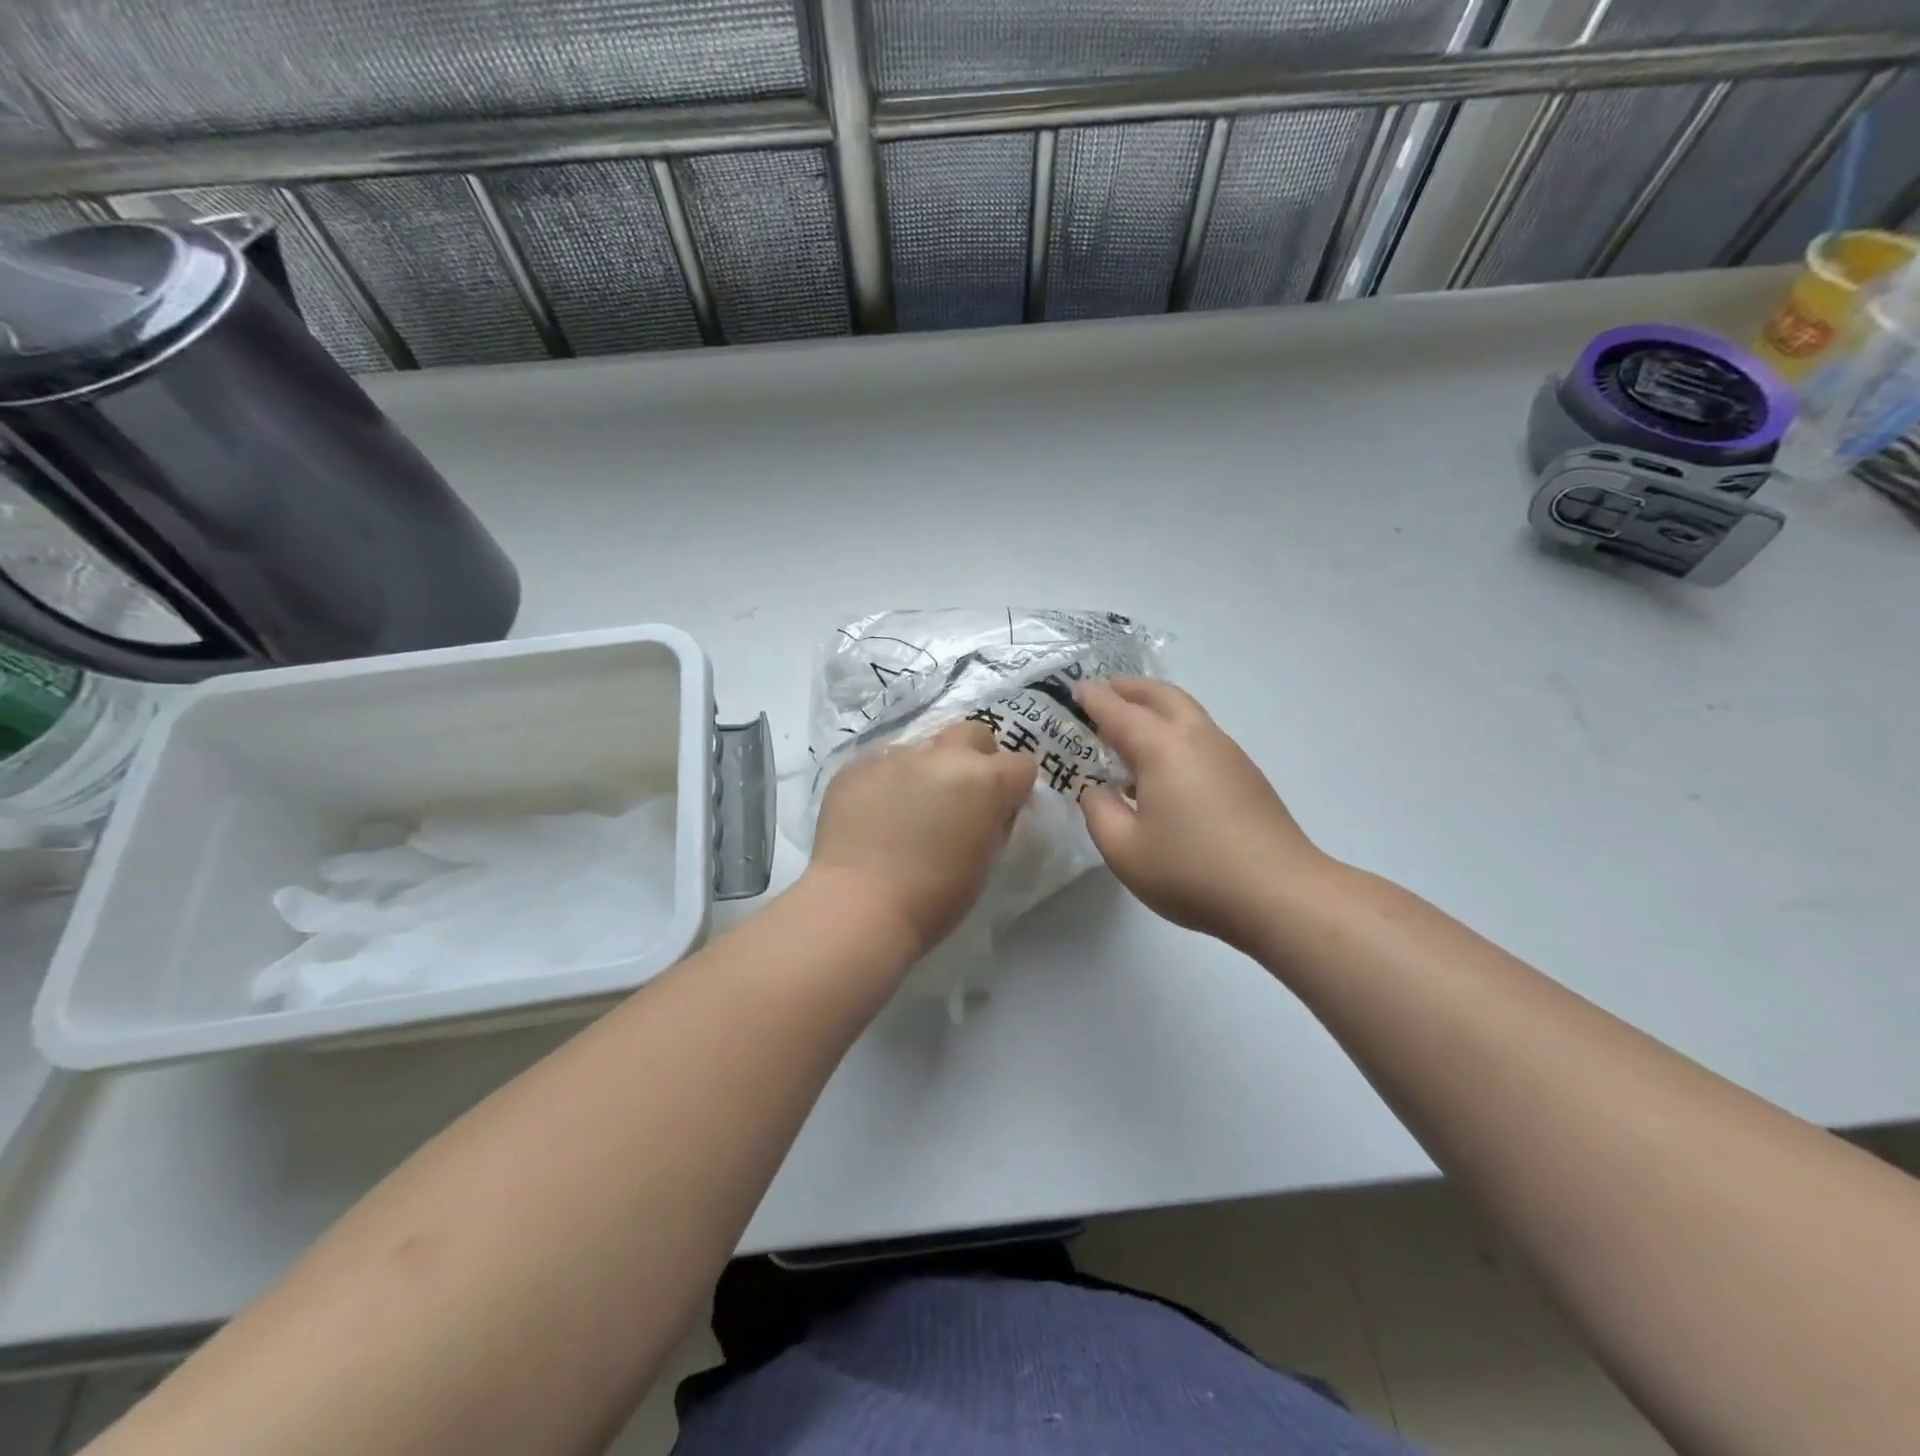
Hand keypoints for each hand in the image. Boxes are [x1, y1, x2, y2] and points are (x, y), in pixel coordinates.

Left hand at [807, 721, 1037, 957]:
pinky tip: (874, 813)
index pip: (1020, 765)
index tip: (1002, 810)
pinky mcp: (856, 765)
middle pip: (973, 734)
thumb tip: (991, 809)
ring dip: (926, 770)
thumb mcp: (985, 861)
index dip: (1015, 788)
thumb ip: (994, 822)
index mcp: (985, 779)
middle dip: (975, 757)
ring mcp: (896, 755)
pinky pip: (881, 762)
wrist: (859, 904)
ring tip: (908, 808)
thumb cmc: (935, 896)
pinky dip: (886, 781)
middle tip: (961, 796)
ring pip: (923, 748)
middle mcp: (944, 755)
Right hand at [1076, 679, 1330, 951]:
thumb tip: (1098, 789)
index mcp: (1162, 748)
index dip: (1094, 699)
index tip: (1076, 689)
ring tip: (1130, 730)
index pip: (1119, 711)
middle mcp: (1197, 738)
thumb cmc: (1191, 870)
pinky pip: (1201, 737)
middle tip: (1104, 693)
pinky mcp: (1246, 777)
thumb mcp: (1123, 850)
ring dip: (1156, 709)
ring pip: (1187, 713)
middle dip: (1130, 689)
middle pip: (1162, 696)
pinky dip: (1175, 733)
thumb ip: (1098, 811)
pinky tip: (1164, 770)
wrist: (1280, 895)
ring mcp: (1228, 755)